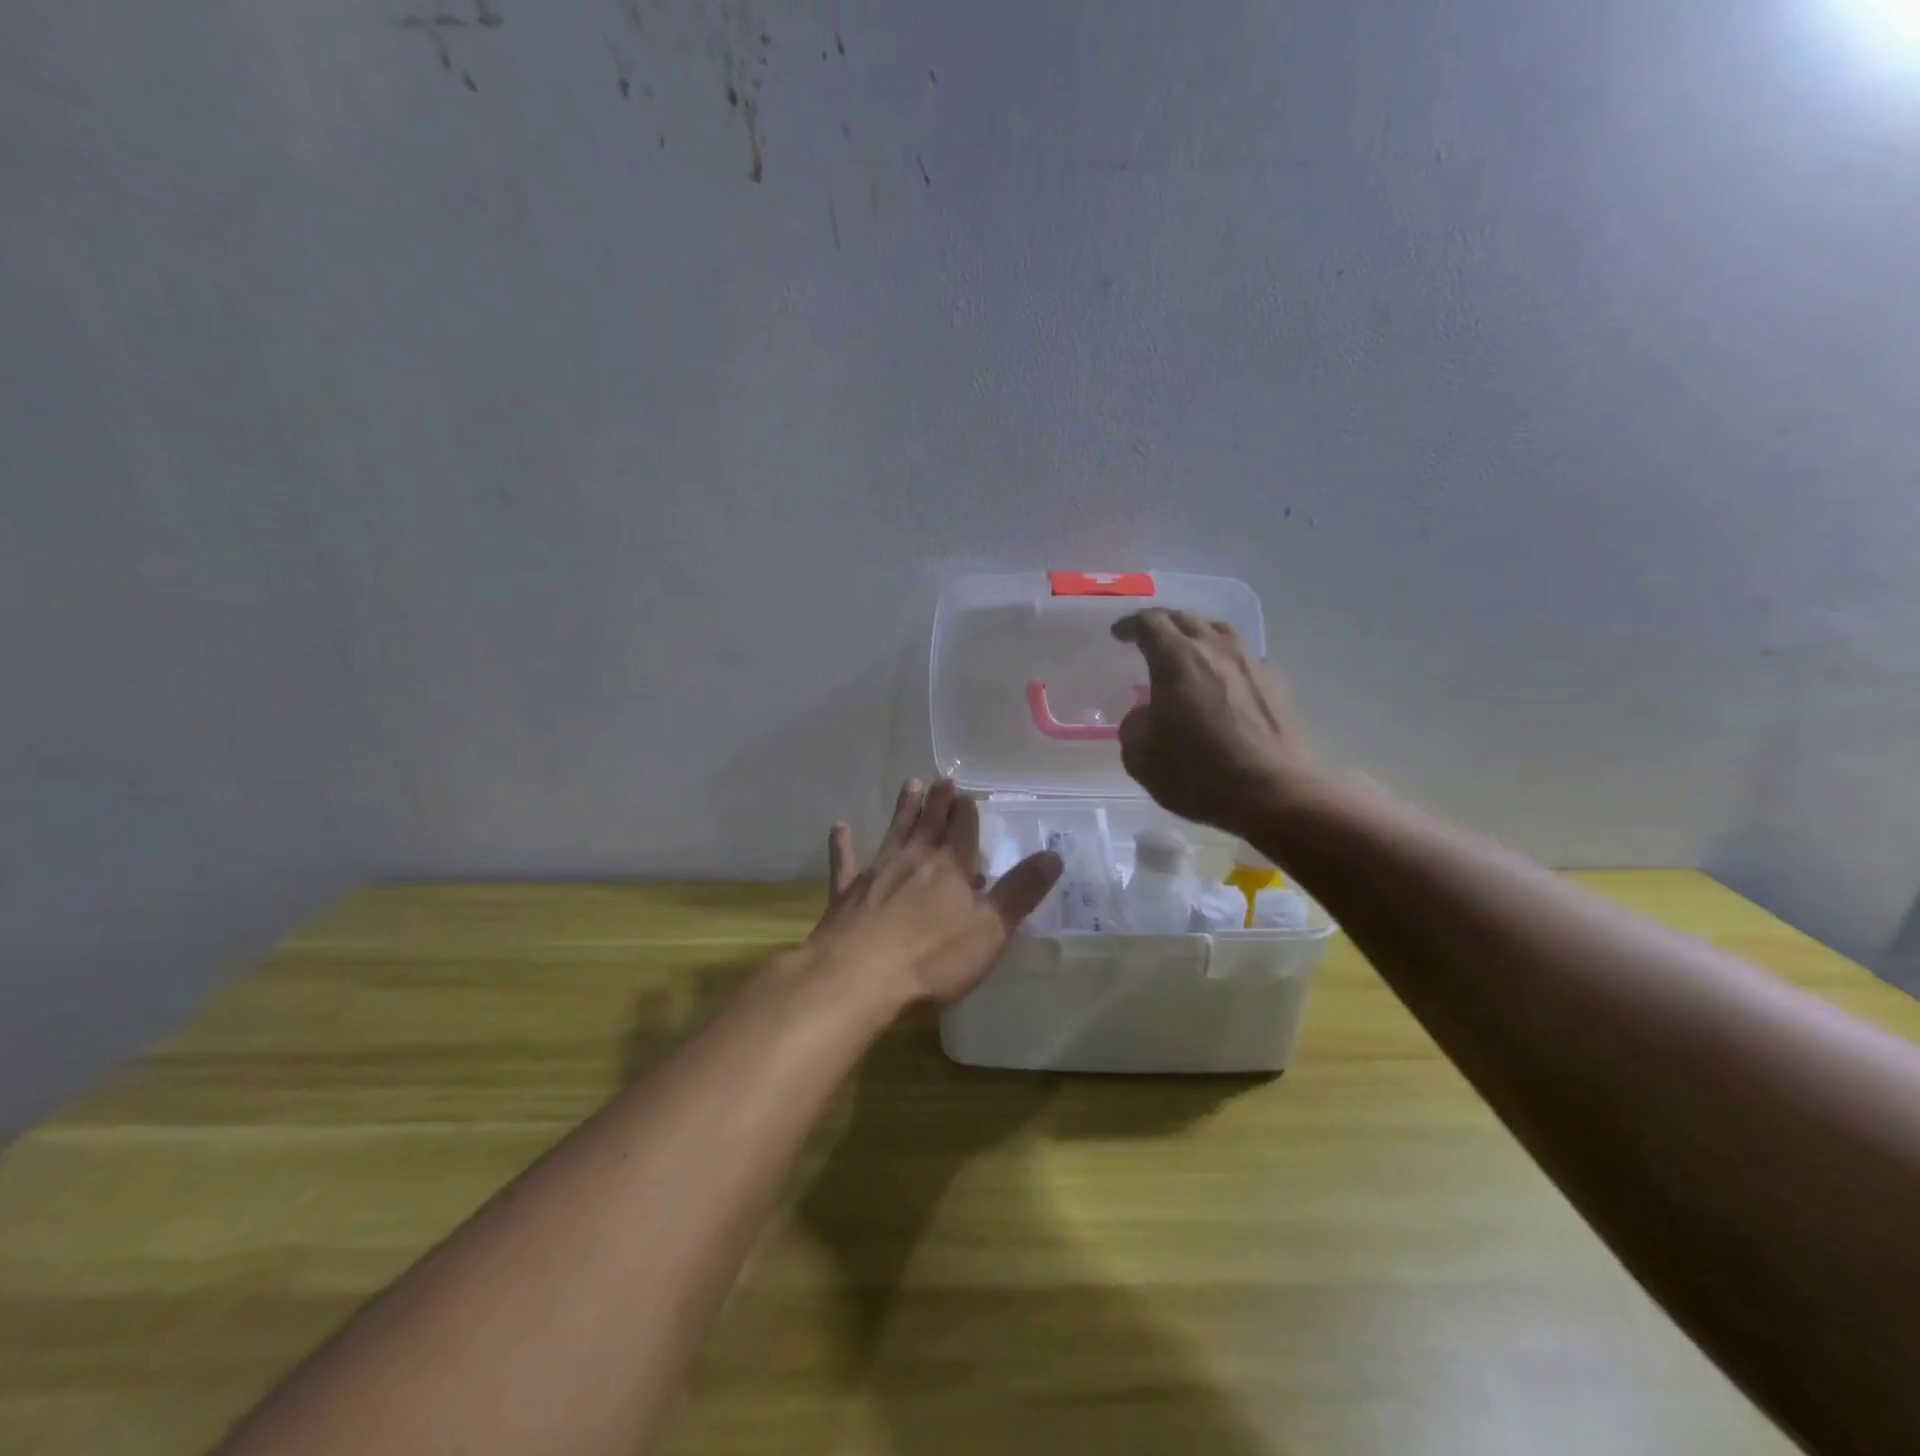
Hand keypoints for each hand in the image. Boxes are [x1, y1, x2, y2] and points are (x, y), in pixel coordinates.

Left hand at [810, 779, 1061, 1007]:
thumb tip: (1053, 856)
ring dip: (903, 810)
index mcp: (950, 868)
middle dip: (938, 802)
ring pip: (894, 833)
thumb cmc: (933, 956)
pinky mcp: (845, 894)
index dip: (967, 812)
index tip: (967, 793)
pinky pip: (845, 863)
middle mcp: (913, 860)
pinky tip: (840, 827)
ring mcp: (876, 873)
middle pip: (929, 825)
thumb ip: (1021, 892)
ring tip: (910, 785)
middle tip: (942, 779)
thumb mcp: (991, 929)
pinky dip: (843, 845)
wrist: (858, 976)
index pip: (963, 831)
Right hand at [1111, 609, 1321, 836]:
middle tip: (1148, 637)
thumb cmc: (1197, 772)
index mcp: (1176, 658)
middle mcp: (1216, 649)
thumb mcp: (1141, 756)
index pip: (1149, 623)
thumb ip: (1135, 725)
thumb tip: (1145, 715)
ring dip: (1199, 634)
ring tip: (1189, 650)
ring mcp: (1252, 663)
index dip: (1131, 625)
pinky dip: (1227, 660)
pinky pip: (1245, 658)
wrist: (1273, 793)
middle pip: (1186, 619)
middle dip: (1163, 624)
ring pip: (1221, 631)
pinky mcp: (1277, 684)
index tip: (1119, 633)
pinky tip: (1224, 681)